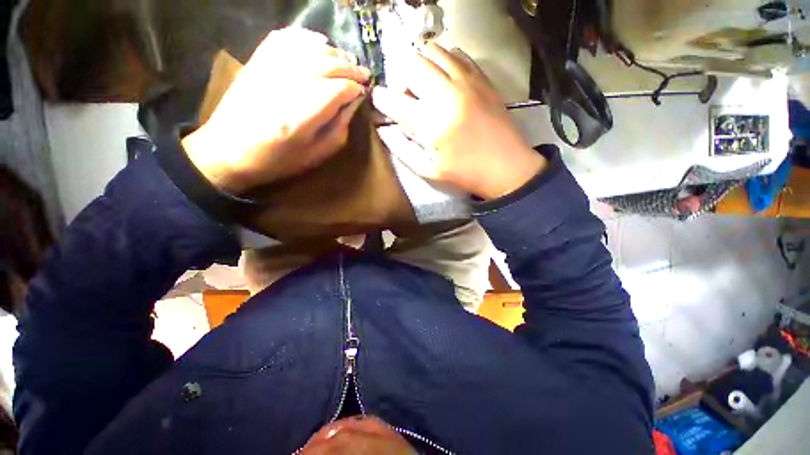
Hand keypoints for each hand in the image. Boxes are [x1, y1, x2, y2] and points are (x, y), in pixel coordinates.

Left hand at [182, 28, 370, 193]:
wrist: (229, 150)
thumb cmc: (278, 160)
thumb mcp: (317, 155)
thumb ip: (339, 128)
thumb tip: (353, 102)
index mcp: (301, 117)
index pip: (338, 89)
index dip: (355, 88)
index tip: (364, 92)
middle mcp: (286, 86)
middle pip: (327, 64)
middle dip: (351, 68)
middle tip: (363, 75)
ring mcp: (269, 68)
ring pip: (311, 47)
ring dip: (335, 53)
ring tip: (346, 62)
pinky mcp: (258, 60)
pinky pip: (287, 37)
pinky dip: (307, 37)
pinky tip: (320, 44)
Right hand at [372, 43, 545, 199]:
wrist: (507, 166)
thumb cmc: (465, 173)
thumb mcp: (428, 170)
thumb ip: (402, 150)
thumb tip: (385, 130)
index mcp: (430, 123)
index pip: (391, 99)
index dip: (381, 100)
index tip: (383, 106)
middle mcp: (445, 94)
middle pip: (409, 64)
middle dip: (400, 80)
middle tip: (407, 98)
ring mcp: (466, 81)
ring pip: (431, 50)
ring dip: (420, 66)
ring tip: (424, 88)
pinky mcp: (481, 77)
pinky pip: (455, 53)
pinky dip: (442, 61)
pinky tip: (444, 80)